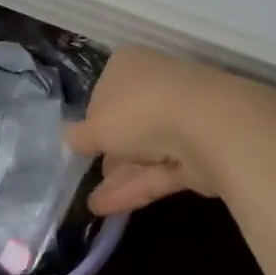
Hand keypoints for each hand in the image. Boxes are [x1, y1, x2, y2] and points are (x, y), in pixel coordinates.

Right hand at [65, 46, 259, 215]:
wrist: (207, 127)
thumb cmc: (139, 111)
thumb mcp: (95, 125)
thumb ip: (81, 135)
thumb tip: (69, 137)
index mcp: (130, 65)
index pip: (106, 89)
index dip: (92, 116)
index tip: (81, 141)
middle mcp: (156, 85)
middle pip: (128, 120)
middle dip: (110, 149)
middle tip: (88, 172)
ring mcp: (181, 118)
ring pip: (145, 150)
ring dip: (119, 175)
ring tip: (92, 204)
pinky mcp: (198, 152)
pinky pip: (159, 171)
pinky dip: (135, 188)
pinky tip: (105, 209)